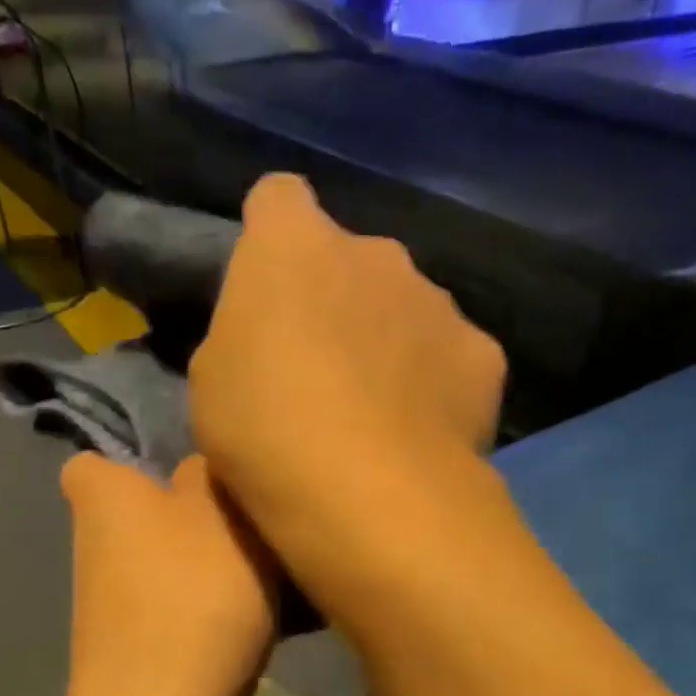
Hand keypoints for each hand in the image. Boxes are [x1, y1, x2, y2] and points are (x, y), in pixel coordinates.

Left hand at [57, 453, 276, 695]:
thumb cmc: (193, 599)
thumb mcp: (220, 512)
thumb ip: (212, 473)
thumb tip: (202, 471)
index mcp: (105, 500)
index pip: (96, 463)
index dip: (140, 463)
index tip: (198, 473)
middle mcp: (102, 549)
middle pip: (155, 517)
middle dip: (205, 517)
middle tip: (262, 520)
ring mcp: (123, 609)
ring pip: (182, 568)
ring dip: (226, 568)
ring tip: (289, 574)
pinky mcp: (149, 654)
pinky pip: (193, 615)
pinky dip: (226, 615)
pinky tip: (284, 622)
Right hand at [189, 175, 505, 589]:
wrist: (369, 495)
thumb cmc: (266, 434)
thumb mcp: (213, 382)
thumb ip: (245, 333)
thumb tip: (275, 333)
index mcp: (293, 246)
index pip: (279, 199)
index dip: (272, 237)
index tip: (270, 288)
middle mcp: (375, 253)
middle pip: (353, 260)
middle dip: (340, 299)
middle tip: (325, 370)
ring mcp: (437, 301)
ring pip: (409, 308)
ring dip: (392, 341)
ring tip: (380, 413)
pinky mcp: (482, 354)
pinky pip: (453, 356)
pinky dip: (439, 383)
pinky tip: (424, 432)